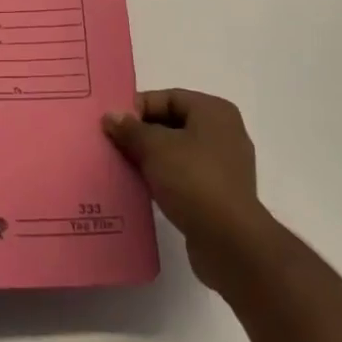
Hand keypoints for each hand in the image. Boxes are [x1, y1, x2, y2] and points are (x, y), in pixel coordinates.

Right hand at [103, 88, 272, 292]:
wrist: (230, 243)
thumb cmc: (194, 180)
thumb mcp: (155, 148)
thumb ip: (131, 129)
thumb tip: (110, 116)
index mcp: (214, 111)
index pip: (169, 98)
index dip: (139, 108)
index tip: (113, 123)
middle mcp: (224, 133)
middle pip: (174, 124)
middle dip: (143, 134)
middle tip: (114, 144)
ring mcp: (226, 167)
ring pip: (179, 153)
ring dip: (152, 159)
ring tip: (124, 167)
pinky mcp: (221, 197)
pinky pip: (186, 178)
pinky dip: (165, 180)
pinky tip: (143, 190)